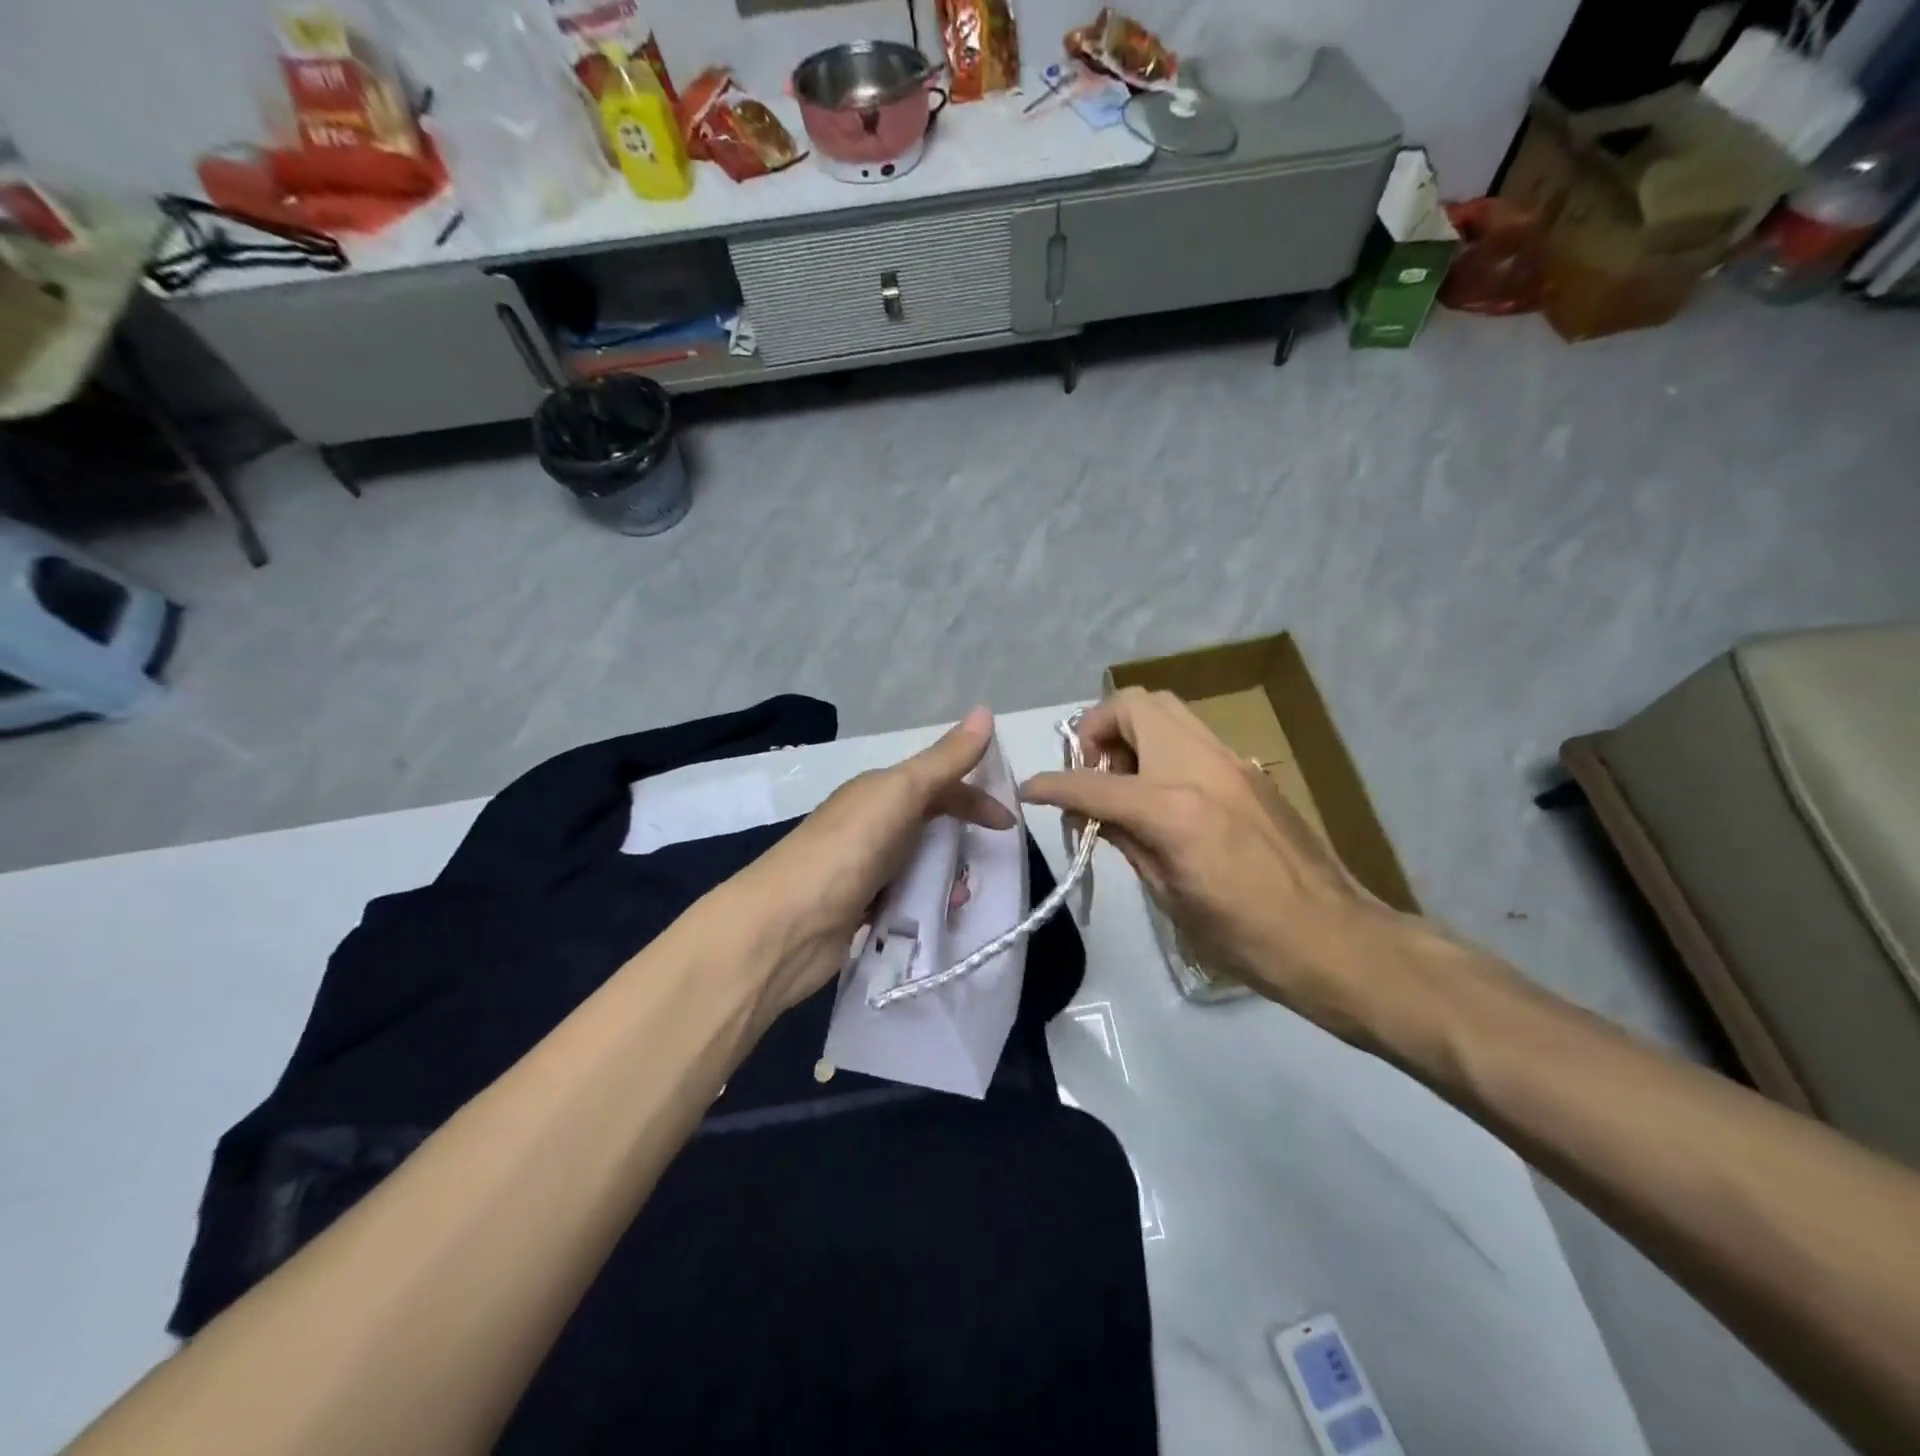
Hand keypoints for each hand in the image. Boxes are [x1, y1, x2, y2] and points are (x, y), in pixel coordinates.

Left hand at [732, 707, 1012, 1020]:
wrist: (784, 926)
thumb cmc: (848, 849)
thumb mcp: (901, 793)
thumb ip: (945, 760)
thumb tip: (986, 710)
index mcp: (879, 791)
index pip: (938, 784)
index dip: (975, 798)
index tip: (1008, 825)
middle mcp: (870, 824)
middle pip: (930, 826)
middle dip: (962, 842)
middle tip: (987, 866)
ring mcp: (862, 868)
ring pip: (919, 865)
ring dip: (945, 878)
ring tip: (959, 899)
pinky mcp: (858, 910)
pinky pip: (904, 901)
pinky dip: (923, 908)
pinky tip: (934, 922)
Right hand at [1020, 689, 1428, 1039]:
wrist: (1335, 939)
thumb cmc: (1245, 936)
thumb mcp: (1169, 896)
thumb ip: (1126, 841)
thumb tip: (1093, 815)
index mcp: (1173, 807)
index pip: (1093, 784)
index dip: (1052, 785)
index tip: (1030, 790)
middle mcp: (1200, 766)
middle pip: (1135, 705)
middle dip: (1097, 729)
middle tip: (1091, 773)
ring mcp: (1231, 760)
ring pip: (1167, 709)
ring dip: (1131, 731)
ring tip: (1123, 779)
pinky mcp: (1250, 769)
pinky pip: (1192, 735)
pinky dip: (1162, 747)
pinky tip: (1162, 793)